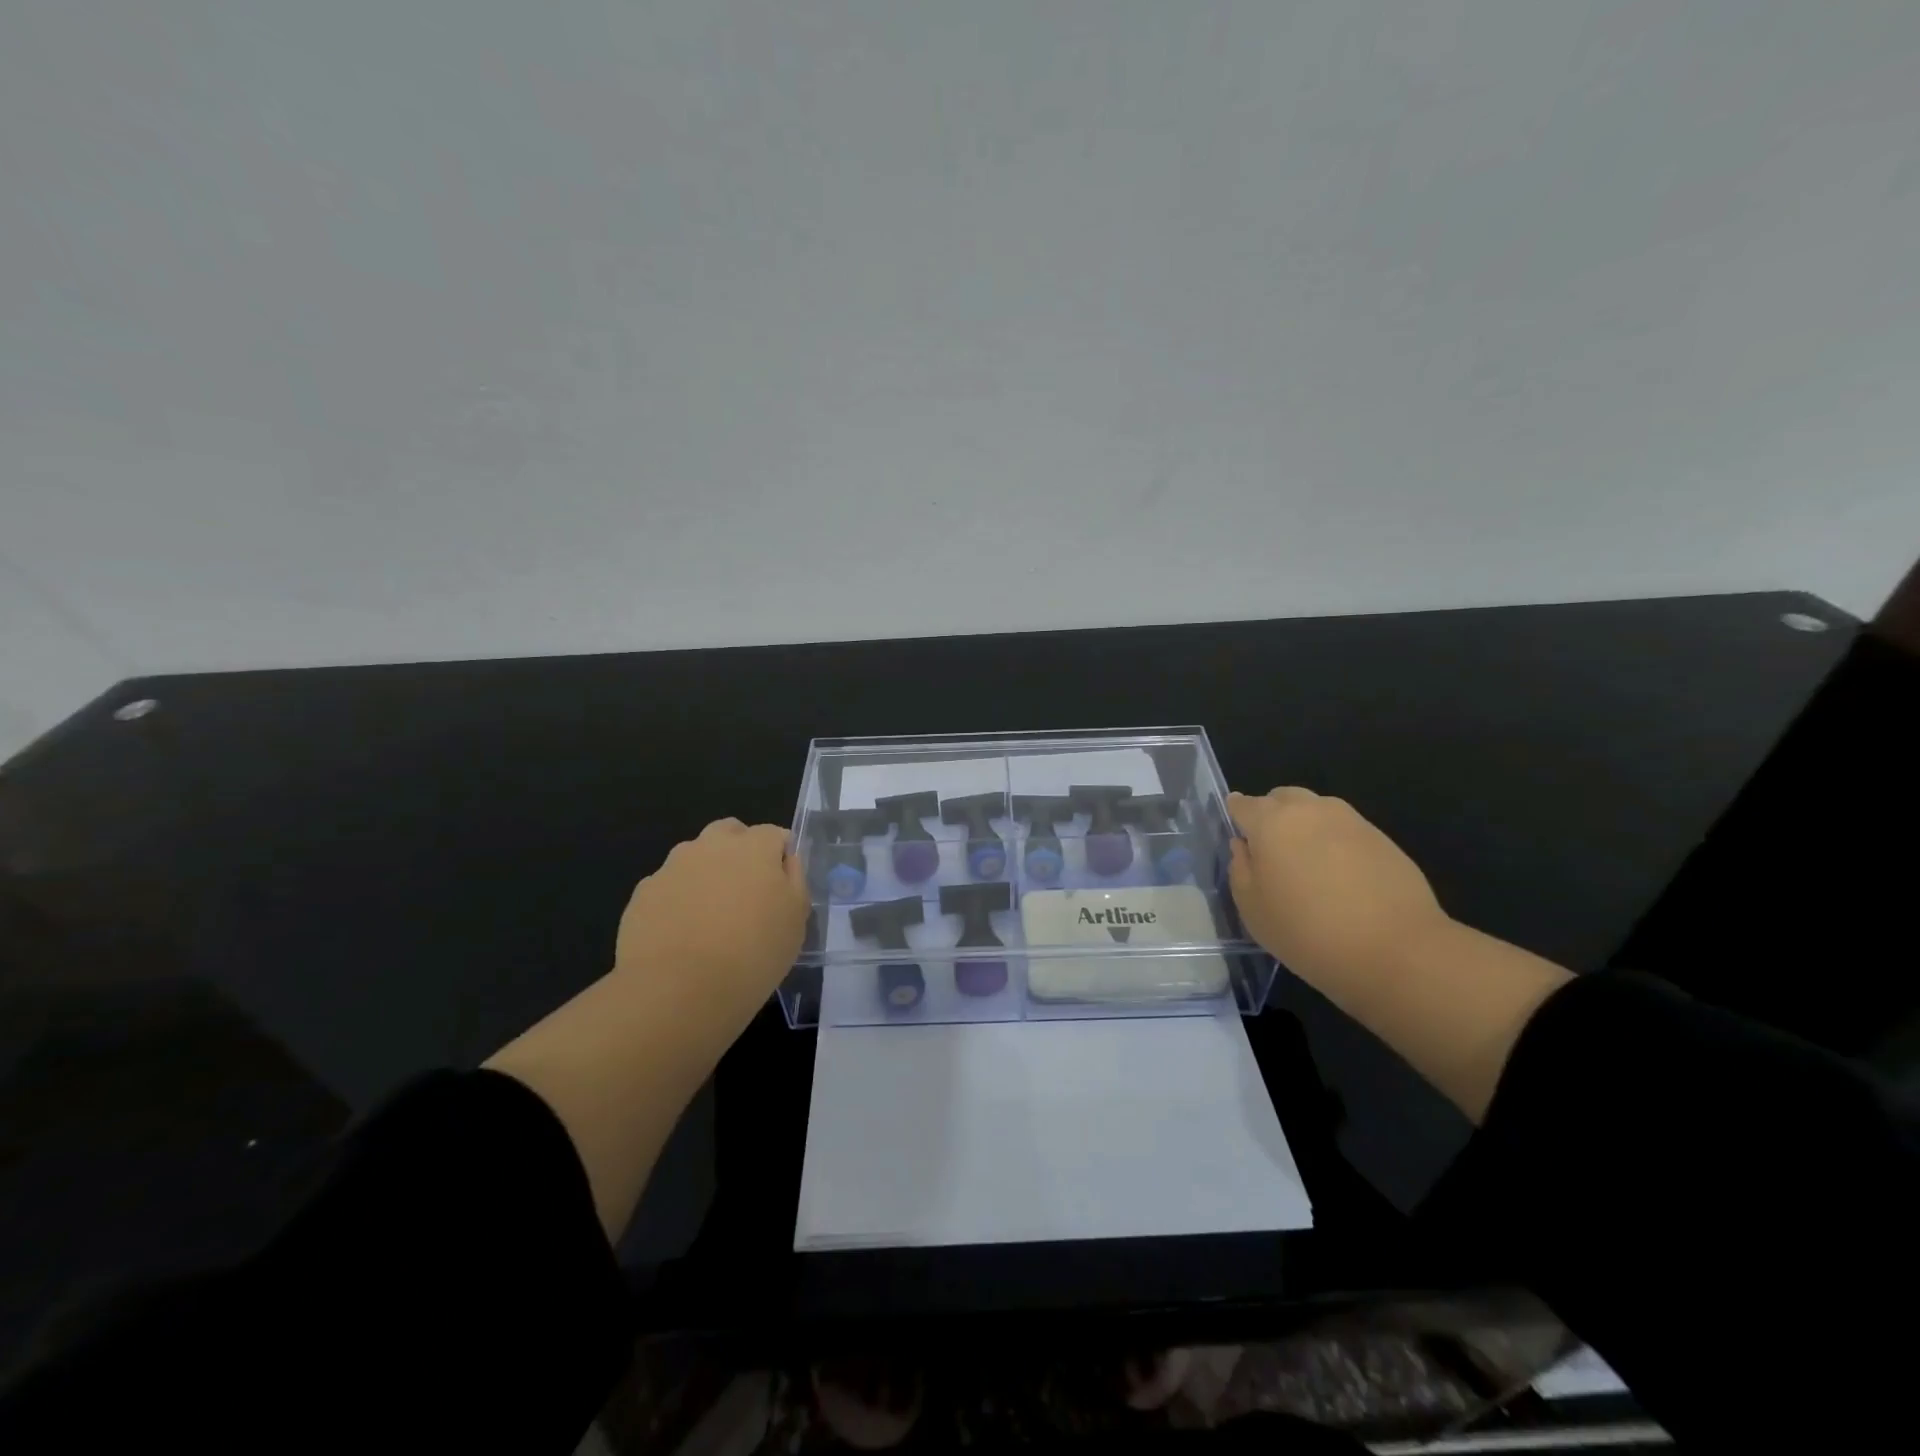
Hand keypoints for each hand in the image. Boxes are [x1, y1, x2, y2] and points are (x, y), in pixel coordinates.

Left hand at [613, 818, 808, 1034]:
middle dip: (740, 851)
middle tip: (746, 892)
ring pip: (695, 857)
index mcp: (754, 847)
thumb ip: (795, 880)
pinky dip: (677, 900)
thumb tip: (786, 862)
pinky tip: (682, 935)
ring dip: (706, 873)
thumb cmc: (753, 952)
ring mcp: (672, 866)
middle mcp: (711, 845)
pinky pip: (668, 886)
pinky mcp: (643, 893)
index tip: (782, 887)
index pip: (775, 834)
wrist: (679, 989)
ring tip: (710, 918)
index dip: (781, 857)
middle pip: (730, 832)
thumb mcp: (796, 919)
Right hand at [1227, 787, 1451, 995]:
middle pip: (1281, 798)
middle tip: (1272, 854)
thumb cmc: (1307, 931)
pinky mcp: (1382, 838)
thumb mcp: (1253, 909)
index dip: (1236, 816)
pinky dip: (1335, 843)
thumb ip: (1240, 870)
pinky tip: (1341, 878)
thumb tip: (1244, 847)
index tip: (1239, 837)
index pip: (1243, 804)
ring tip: (1309, 866)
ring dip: (1306, 827)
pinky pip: (1345, 830)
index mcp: (1270, 822)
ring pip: (1316, 810)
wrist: (1395, 951)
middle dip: (1272, 816)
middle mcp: (1309, 809)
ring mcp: (1350, 820)